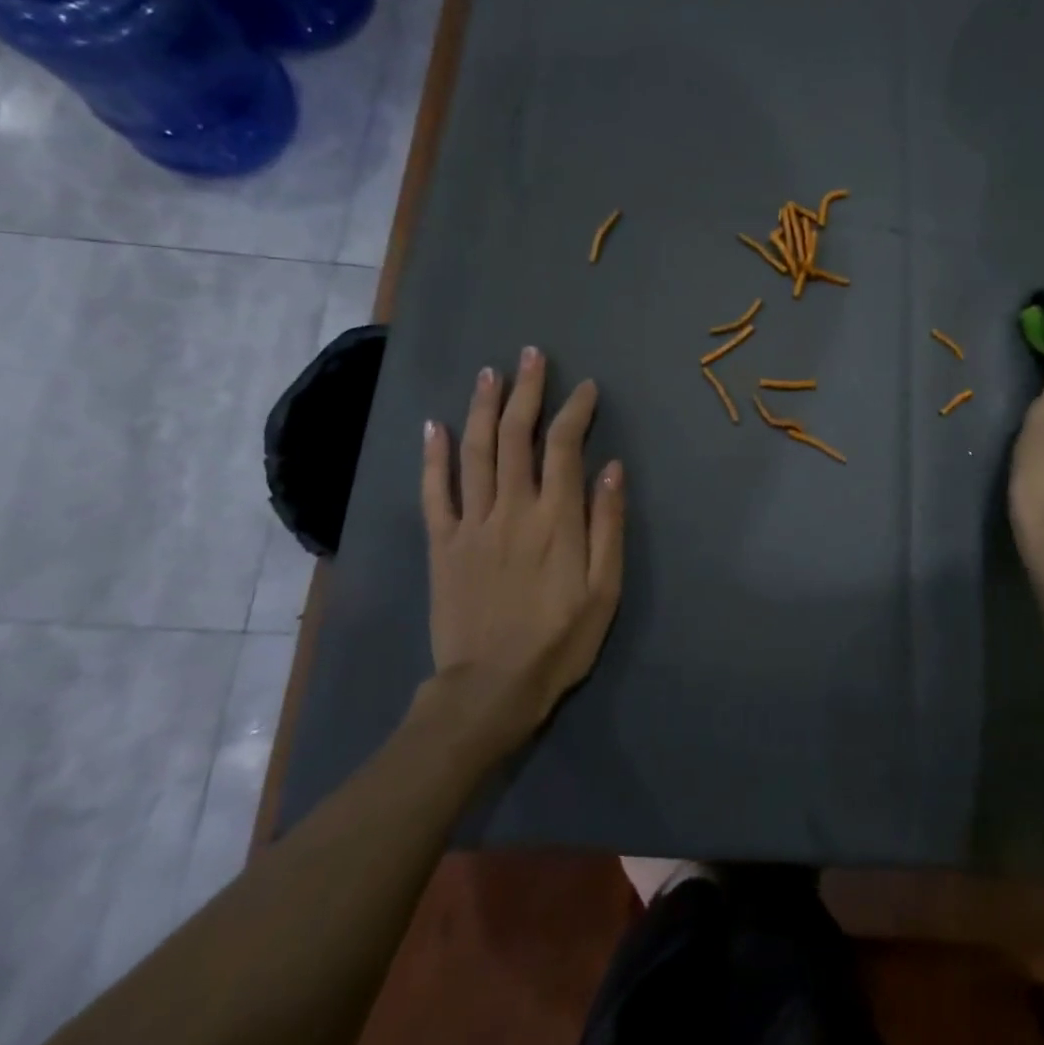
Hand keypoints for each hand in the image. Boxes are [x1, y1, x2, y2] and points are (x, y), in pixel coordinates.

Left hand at [419, 346, 625, 734]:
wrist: (491, 688)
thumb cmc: (559, 640)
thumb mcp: (605, 589)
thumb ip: (607, 525)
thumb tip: (611, 468)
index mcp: (556, 519)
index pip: (565, 447)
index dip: (575, 410)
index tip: (585, 387)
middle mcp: (512, 508)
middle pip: (517, 436)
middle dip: (526, 391)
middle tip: (531, 356)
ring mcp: (471, 524)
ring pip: (475, 452)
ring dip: (482, 407)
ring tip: (490, 373)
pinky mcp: (442, 544)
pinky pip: (434, 492)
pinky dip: (433, 456)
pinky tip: (433, 426)